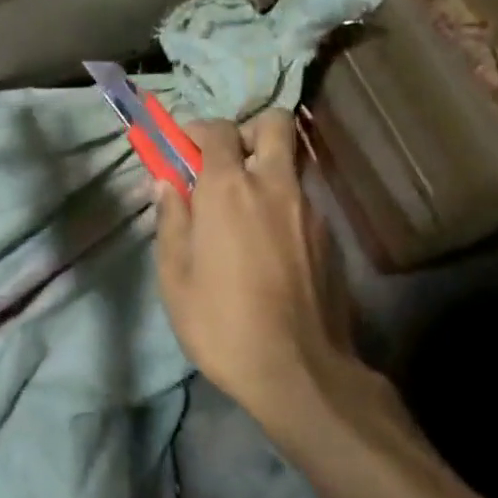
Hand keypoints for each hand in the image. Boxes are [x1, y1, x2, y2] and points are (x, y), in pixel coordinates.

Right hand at [154, 111, 395, 446]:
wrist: (299, 373)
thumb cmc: (221, 323)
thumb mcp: (174, 276)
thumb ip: (170, 220)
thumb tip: (165, 183)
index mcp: (229, 190)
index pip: (217, 130)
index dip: (196, 129)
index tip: (181, 147)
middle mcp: (275, 186)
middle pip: (273, 124)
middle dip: (247, 130)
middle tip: (226, 163)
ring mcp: (311, 211)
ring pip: (291, 164)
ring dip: (266, 170)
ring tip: (244, 214)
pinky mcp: (331, 238)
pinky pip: (303, 201)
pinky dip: (282, 206)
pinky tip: (269, 248)